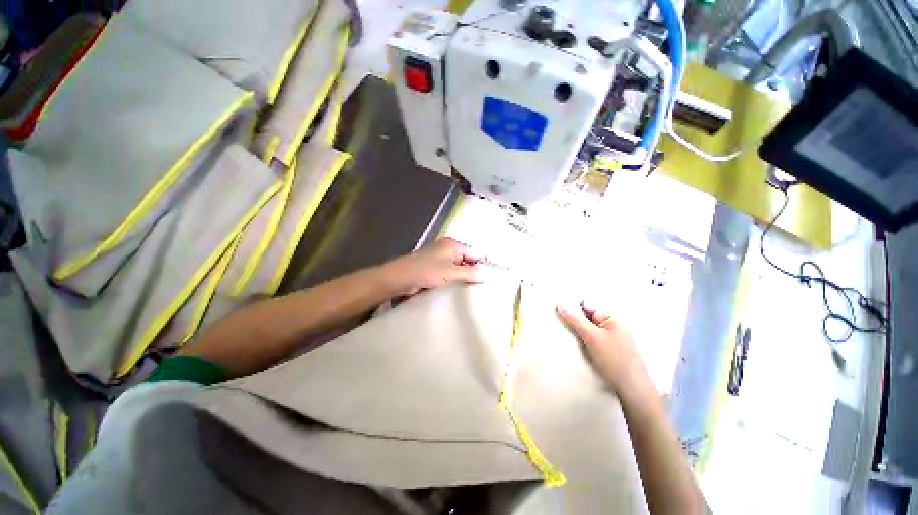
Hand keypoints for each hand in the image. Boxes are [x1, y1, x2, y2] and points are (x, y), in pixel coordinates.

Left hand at [382, 238, 483, 295]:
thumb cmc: (425, 271)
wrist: (399, 279)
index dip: (482, 264)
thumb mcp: (450, 272)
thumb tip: (485, 274)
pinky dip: (455, 280)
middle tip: (482, 287)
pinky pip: (450, 274)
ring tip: (472, 291)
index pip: (475, 252)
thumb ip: (469, 272)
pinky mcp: (434, 269)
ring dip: (464, 277)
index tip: (489, 280)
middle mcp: (448, 249)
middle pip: (468, 259)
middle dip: (474, 272)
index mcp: (453, 245)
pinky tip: (459, 290)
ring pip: (459, 268)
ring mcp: (440, 259)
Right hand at [557, 302, 650, 396]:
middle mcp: (614, 327)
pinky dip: (585, 342)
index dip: (574, 308)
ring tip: (566, 335)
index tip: (558, 309)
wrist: (631, 388)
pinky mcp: (611, 352)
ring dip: (579, 333)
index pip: (588, 307)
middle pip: (588, 319)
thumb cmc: (613, 359)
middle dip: (575, 321)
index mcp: (613, 319)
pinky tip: (578, 347)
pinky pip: (593, 341)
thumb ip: (574, 320)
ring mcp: (613, 340)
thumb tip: (560, 306)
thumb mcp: (591, 336)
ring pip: (590, 331)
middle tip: (559, 322)